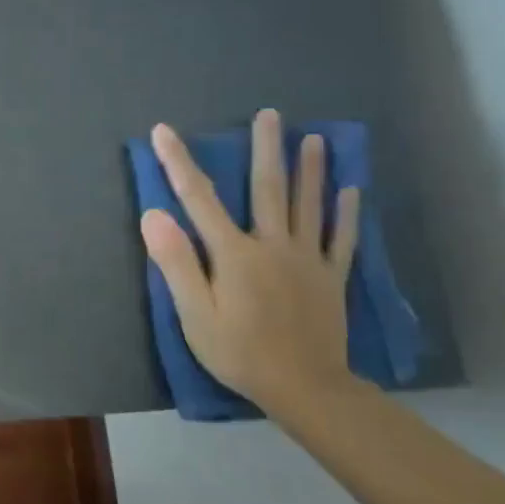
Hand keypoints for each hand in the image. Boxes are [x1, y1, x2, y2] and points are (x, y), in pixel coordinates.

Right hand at [140, 108, 360, 413]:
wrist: (306, 388)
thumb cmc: (238, 351)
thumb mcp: (193, 313)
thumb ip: (176, 262)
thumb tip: (154, 214)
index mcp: (234, 254)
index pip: (198, 199)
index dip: (178, 162)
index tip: (163, 131)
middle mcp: (273, 246)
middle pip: (267, 189)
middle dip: (265, 149)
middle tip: (270, 114)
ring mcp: (307, 260)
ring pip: (308, 205)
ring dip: (309, 169)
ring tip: (313, 138)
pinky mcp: (331, 278)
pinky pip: (340, 238)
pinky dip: (346, 212)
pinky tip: (349, 190)